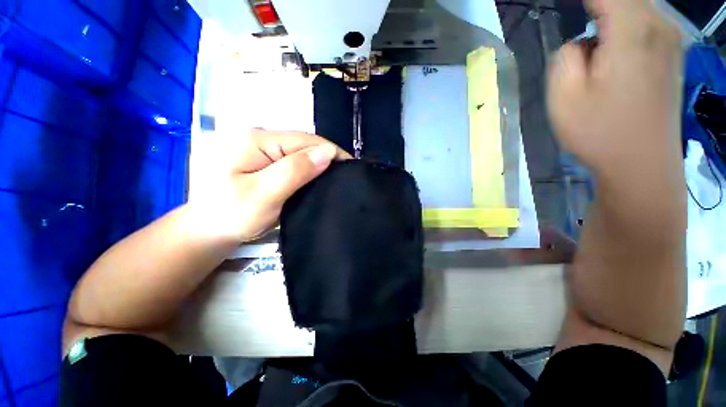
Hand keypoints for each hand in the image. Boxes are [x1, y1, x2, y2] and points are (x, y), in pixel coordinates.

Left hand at [190, 128, 349, 242]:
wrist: (208, 230)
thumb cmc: (232, 215)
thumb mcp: (264, 194)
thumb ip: (295, 170)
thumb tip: (328, 153)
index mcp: (258, 140)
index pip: (307, 140)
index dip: (332, 152)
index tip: (351, 169)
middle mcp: (261, 138)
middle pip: (305, 144)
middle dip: (328, 158)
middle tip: (346, 177)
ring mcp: (263, 150)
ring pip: (302, 153)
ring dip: (320, 164)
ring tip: (336, 178)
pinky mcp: (266, 162)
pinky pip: (295, 162)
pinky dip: (310, 170)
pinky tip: (318, 179)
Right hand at [547, 0, 682, 177]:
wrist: (642, 165)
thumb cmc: (599, 132)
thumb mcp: (564, 96)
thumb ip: (565, 57)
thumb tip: (581, 42)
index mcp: (632, 31)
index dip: (584, 1)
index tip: (566, 11)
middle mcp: (658, 26)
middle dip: (598, 7)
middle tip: (582, 35)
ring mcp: (670, 40)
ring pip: (636, 7)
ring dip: (612, 15)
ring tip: (594, 44)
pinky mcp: (672, 55)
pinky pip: (646, 22)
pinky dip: (626, 23)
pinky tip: (612, 47)